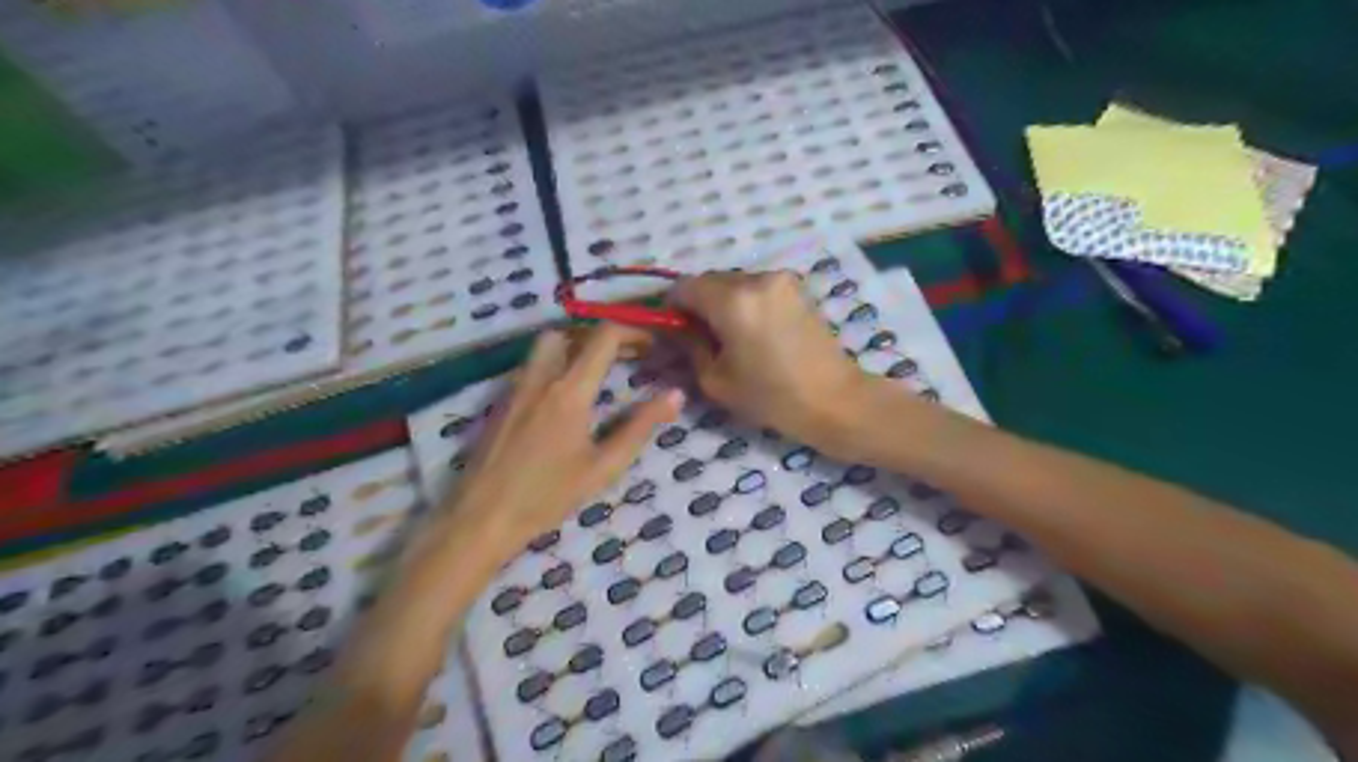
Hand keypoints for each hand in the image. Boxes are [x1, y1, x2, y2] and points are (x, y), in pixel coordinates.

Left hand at [445, 328, 684, 558]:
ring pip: (544, 347)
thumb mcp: (603, 466)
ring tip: (596, 374)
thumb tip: (675, 396)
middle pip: (568, 332)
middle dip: (598, 336)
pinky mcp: (501, 403)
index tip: (652, 345)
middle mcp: (541, 378)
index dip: (632, 332)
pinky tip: (564, 400)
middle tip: (623, 357)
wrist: (481, 517)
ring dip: (573, 348)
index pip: (603, 338)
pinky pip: (530, 367)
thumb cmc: (547, 495)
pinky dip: (554, 366)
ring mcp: (516, 388)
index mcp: (570, 391)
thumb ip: (639, 427)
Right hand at [666, 271, 868, 446]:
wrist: (835, 401)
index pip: (684, 286)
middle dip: (699, 304)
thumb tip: (676, 330)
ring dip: (723, 303)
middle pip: (710, 281)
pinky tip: (754, 333)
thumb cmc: (771, 397)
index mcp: (733, 301)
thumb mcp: (716, 380)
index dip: (672, 307)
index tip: (673, 330)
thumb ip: (689, 346)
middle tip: (700, 338)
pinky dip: (746, 303)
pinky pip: (757, 288)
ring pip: (734, 283)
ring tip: (731, 338)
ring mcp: (781, 280)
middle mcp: (757, 279)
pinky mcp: (797, 289)